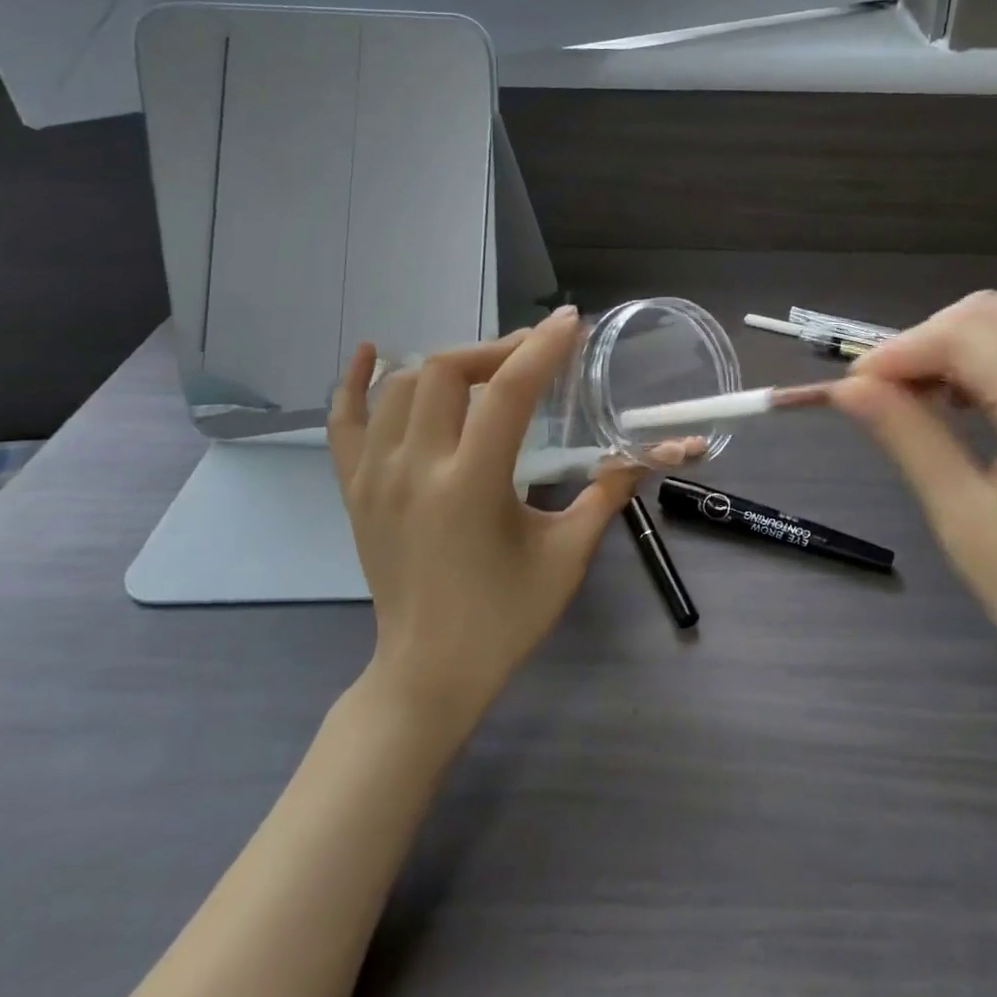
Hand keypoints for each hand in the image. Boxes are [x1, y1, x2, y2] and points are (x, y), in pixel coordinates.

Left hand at [327, 307, 640, 732]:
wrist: (429, 674)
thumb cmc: (505, 618)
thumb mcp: (567, 555)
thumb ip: (607, 493)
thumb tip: (651, 452)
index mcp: (470, 485)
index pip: (509, 392)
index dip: (543, 348)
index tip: (569, 321)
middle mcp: (414, 469)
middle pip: (447, 370)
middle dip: (497, 348)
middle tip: (534, 352)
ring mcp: (374, 477)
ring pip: (402, 385)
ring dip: (449, 363)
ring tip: (488, 369)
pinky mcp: (355, 490)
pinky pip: (345, 422)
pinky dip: (355, 382)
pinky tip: (370, 350)